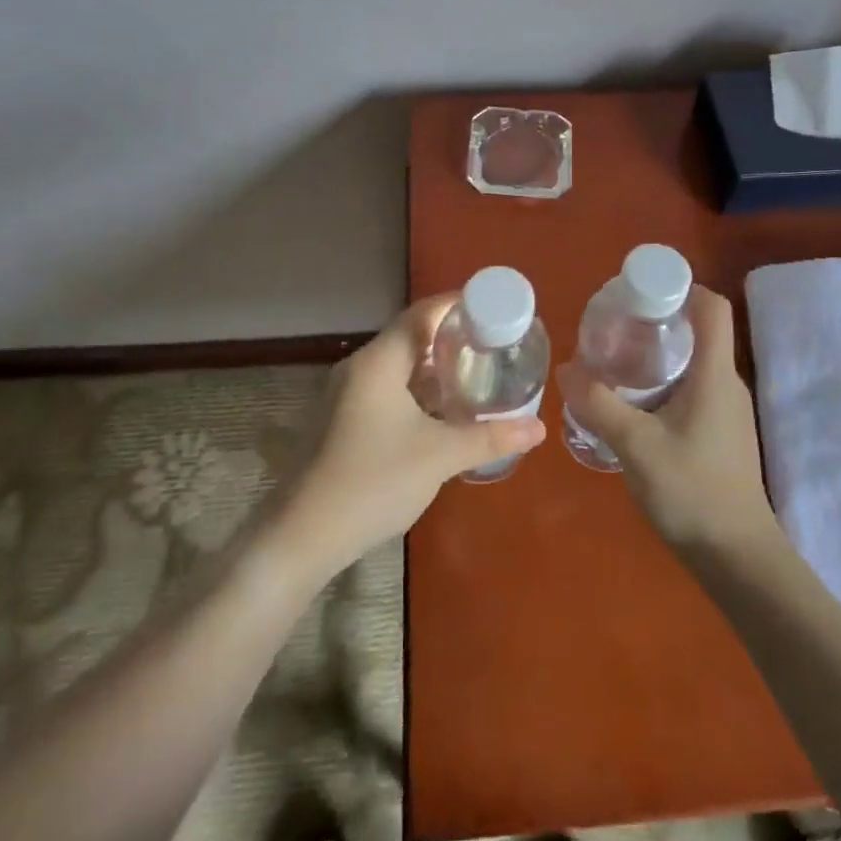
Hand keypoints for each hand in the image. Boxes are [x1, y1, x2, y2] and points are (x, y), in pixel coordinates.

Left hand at [278, 295, 546, 575]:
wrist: (303, 535)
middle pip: (411, 337)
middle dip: (452, 339)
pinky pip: (388, 389)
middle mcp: (360, 368)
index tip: (494, 309)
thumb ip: (490, 437)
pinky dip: (418, 391)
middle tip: (493, 345)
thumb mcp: (440, 456)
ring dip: (435, 368)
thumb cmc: (374, 481)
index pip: (423, 314)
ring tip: (476, 374)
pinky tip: (443, 412)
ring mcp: (347, 394)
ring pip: (399, 366)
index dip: (458, 306)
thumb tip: (537, 428)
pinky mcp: (344, 420)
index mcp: (379, 361)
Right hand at [560, 285, 777, 553]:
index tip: (640, 290)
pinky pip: (692, 388)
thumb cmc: (692, 492)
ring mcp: (726, 410)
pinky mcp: (720, 433)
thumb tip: (566, 368)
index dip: (682, 286)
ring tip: (615, 360)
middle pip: (698, 331)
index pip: (713, 307)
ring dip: (658, 353)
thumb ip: (599, 405)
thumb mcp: (636, 446)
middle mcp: (726, 383)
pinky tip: (632, 403)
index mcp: (715, 374)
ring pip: (693, 362)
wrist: (737, 558)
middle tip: (614, 325)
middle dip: (658, 319)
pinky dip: (663, 382)